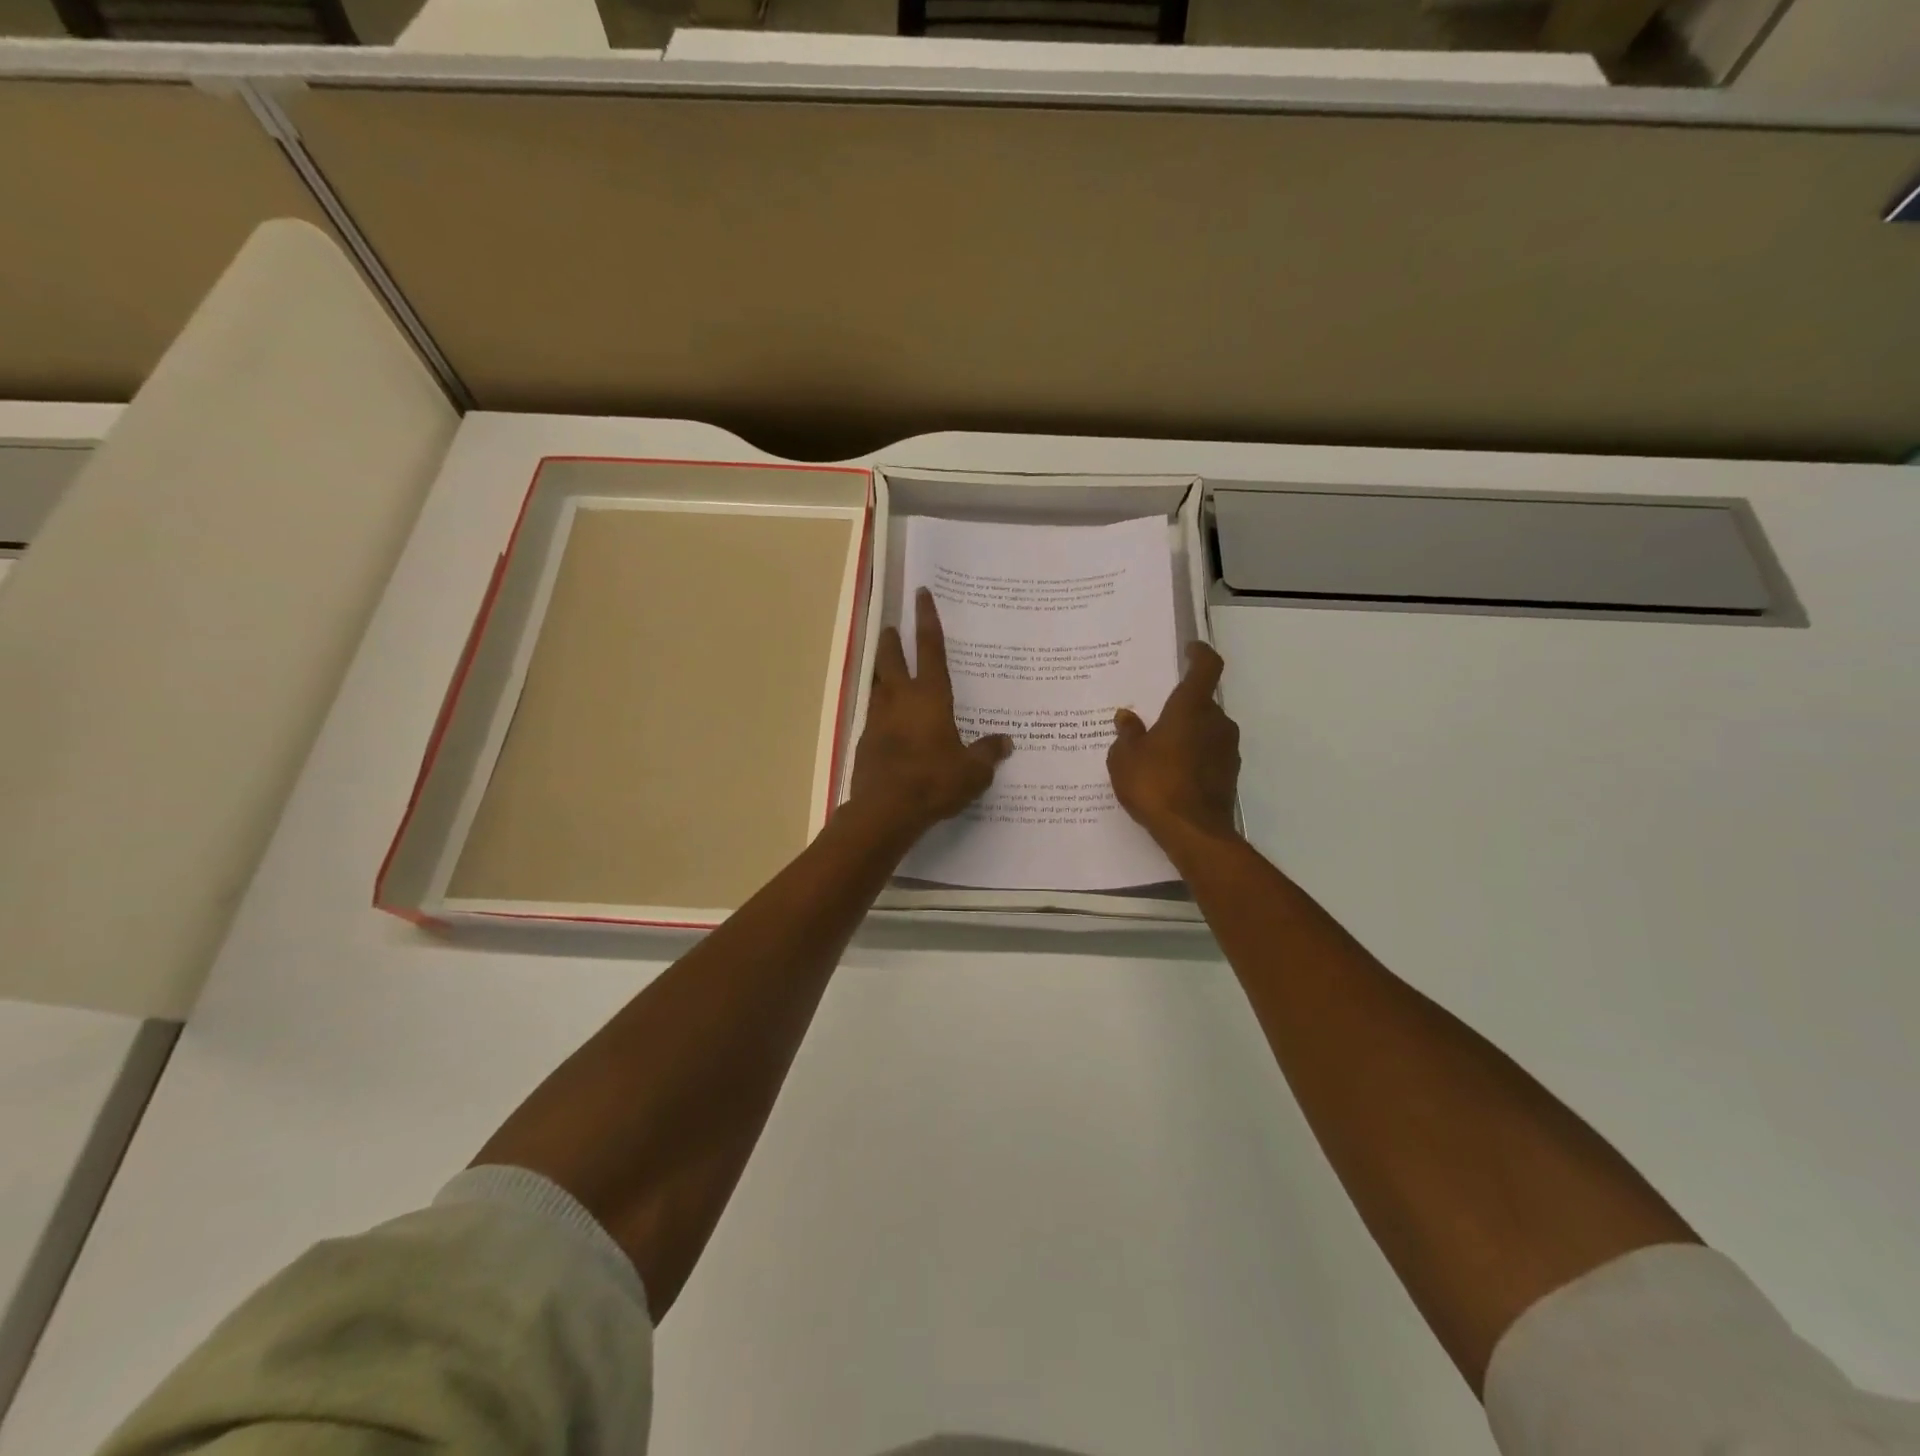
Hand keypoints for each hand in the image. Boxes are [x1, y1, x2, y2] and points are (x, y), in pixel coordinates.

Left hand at [848, 588, 1011, 839]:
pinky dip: (881, 709)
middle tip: (891, 628)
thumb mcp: (973, 771)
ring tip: (887, 670)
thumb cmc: (934, 781)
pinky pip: (874, 715)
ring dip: (882, 672)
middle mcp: (900, 698)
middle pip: (891, 658)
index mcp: (930, 696)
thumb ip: (988, 753)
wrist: (886, 810)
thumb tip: (1005, 742)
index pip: (930, 648)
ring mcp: (878, 719)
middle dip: (891, 640)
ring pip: (877, 684)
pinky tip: (888, 721)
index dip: (927, 619)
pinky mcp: (865, 741)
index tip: (921, 594)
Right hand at [1108, 641, 1241, 848]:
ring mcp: (1227, 750)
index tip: (1189, 650)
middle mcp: (1216, 723)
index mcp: (1191, 708)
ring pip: (1206, 731)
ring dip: (1188, 735)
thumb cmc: (1155, 784)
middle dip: (1182, 707)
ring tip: (1159, 750)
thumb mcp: (1124, 758)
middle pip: (1202, 703)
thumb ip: (1127, 734)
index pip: (1206, 668)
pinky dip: (1193, 757)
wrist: (1193, 832)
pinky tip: (1171, 774)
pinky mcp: (1229, 775)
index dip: (1200, 654)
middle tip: (1155, 717)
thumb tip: (1127, 717)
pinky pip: (1209, 755)